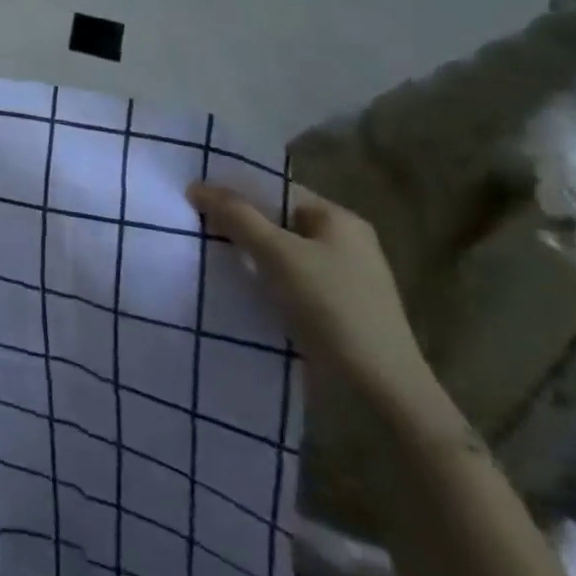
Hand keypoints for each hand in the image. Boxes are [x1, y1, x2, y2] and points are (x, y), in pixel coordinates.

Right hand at [185, 182, 442, 421]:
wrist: (381, 388)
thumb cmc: (332, 307)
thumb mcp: (278, 254)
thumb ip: (237, 216)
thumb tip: (197, 186)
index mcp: (339, 219)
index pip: (278, 190)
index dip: (237, 189)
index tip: (196, 197)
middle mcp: (344, 242)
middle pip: (278, 220)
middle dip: (238, 223)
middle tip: (193, 225)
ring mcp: (342, 277)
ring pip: (281, 253)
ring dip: (247, 254)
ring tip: (205, 255)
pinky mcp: (335, 309)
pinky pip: (288, 280)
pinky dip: (262, 280)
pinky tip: (235, 287)